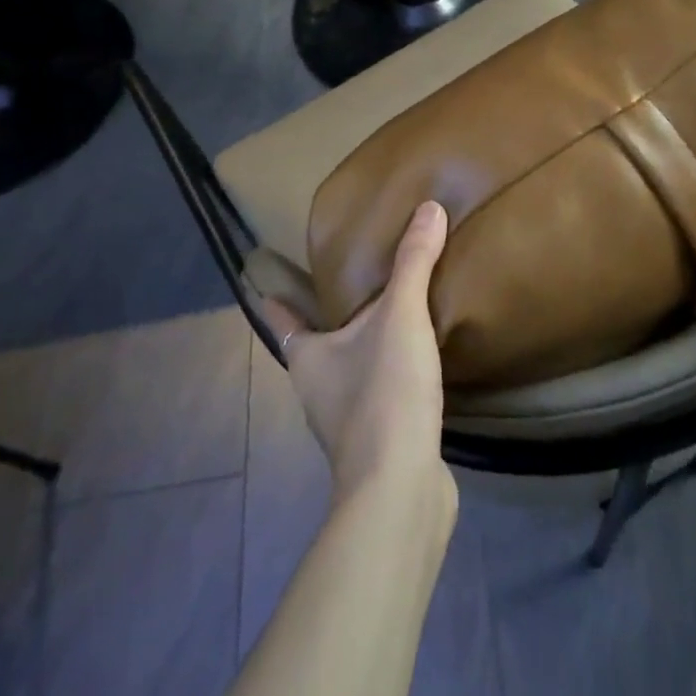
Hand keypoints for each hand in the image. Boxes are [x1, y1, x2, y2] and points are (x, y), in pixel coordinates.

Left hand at [259, 201, 452, 501]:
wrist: (401, 488)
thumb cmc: (383, 393)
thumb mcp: (400, 316)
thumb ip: (414, 262)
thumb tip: (429, 207)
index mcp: (308, 358)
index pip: (282, 320)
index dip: (274, 297)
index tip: (265, 274)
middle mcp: (317, 390)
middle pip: (316, 344)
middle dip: (329, 317)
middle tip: (351, 279)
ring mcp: (346, 422)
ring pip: (348, 371)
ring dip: (361, 346)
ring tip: (388, 314)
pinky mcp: (377, 442)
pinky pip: (379, 394)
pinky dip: (389, 374)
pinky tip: (415, 362)